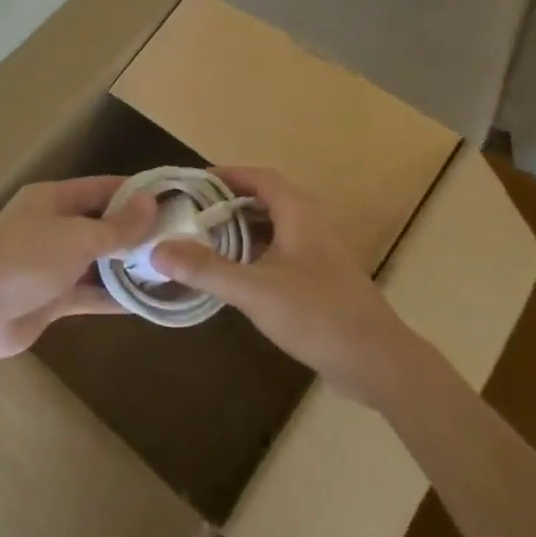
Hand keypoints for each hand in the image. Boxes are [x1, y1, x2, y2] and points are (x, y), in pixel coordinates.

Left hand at [0, 176, 155, 362]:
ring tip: (170, 270)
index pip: (102, 187)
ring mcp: (50, 264)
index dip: (135, 191)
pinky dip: (112, 296)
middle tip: (180, 240)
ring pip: (96, 261)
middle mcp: (52, 226)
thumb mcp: (76, 237)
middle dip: (135, 232)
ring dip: (126, 266)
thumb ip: (117, 226)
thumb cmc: (24, 260)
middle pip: (100, 223)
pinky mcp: (50, 298)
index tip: (173, 198)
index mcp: (52, 199)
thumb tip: (151, 203)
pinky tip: (146, 302)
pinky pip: (88, 293)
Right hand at [151, 167, 405, 403]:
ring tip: (206, 239)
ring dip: (243, 229)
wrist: (378, 362)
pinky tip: (237, 275)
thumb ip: (207, 270)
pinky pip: (282, 252)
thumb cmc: (317, 315)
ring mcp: (319, 254)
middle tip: (192, 211)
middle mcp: (311, 226)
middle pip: (267, 200)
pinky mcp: (322, 280)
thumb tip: (158, 249)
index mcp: (299, 215)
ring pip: (275, 228)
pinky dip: (256, 253)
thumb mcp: (255, 291)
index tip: (193, 182)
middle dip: (229, 202)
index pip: (260, 178)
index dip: (228, 174)